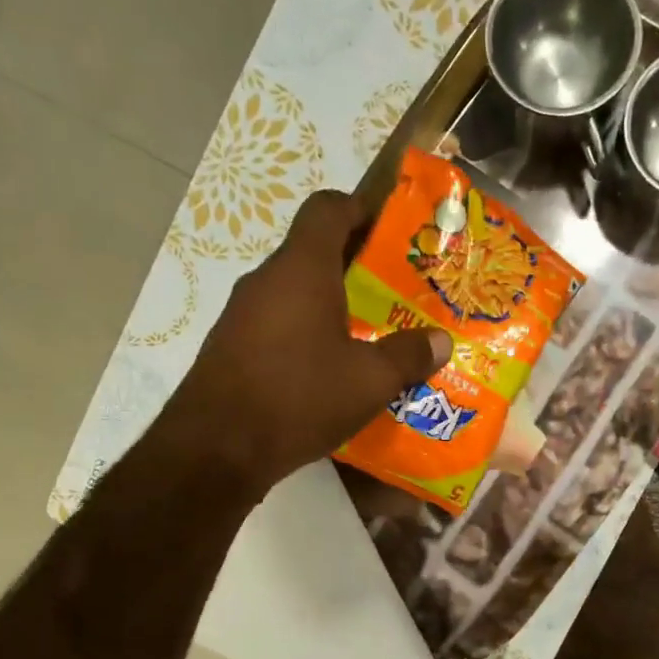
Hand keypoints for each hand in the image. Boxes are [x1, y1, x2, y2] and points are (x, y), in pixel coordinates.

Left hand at [156, 190, 451, 499]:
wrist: (216, 450)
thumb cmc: (299, 398)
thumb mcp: (369, 381)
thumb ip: (408, 356)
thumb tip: (441, 342)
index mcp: (302, 268)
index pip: (327, 208)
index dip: (360, 208)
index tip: (391, 230)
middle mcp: (267, 281)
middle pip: (314, 252)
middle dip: (357, 267)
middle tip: (396, 292)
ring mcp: (242, 315)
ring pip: (296, 293)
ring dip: (332, 306)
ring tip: (370, 336)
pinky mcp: (232, 349)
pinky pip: (278, 326)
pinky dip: (307, 336)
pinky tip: (331, 373)